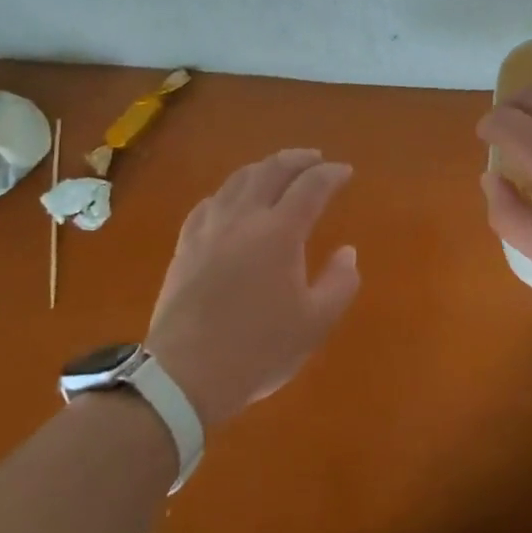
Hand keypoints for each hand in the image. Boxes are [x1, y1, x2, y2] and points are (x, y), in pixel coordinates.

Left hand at [147, 148, 361, 427]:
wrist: (184, 374)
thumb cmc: (257, 350)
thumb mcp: (314, 324)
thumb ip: (339, 283)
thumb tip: (348, 252)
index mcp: (279, 232)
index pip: (311, 186)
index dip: (331, 174)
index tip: (345, 171)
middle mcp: (244, 218)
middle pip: (272, 170)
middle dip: (297, 159)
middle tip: (315, 158)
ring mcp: (210, 228)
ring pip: (238, 180)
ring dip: (263, 167)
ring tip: (277, 169)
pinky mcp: (186, 245)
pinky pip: (210, 202)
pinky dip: (230, 191)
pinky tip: (231, 199)